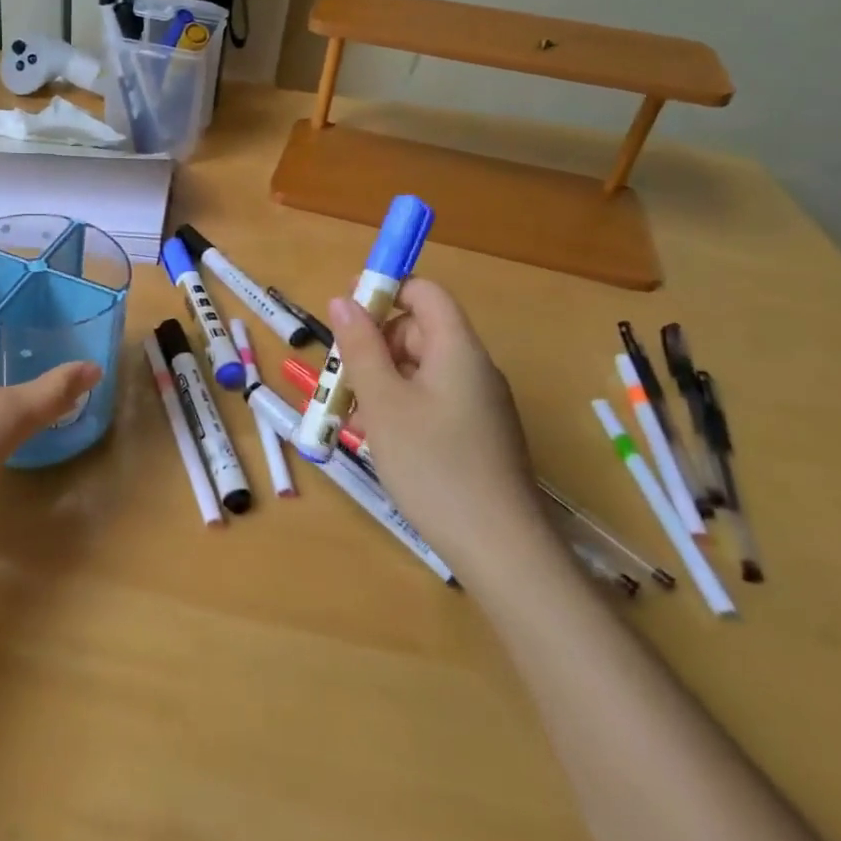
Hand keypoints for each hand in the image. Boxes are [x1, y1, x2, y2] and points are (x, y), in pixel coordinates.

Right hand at [329, 278, 546, 571]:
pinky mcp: (477, 435)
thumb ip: (360, 346)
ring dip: (381, 379)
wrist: (500, 550)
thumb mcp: (383, 402)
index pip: (424, 292)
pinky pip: (431, 400)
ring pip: (420, 369)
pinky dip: (400, 406)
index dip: (384, 290)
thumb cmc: (433, 465)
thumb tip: (343, 299)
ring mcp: (478, 404)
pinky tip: (379, 439)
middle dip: (374, 344)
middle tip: (340, 377)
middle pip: (418, 330)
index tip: (344, 312)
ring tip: (351, 415)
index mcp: (457, 349)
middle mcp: (473, 368)